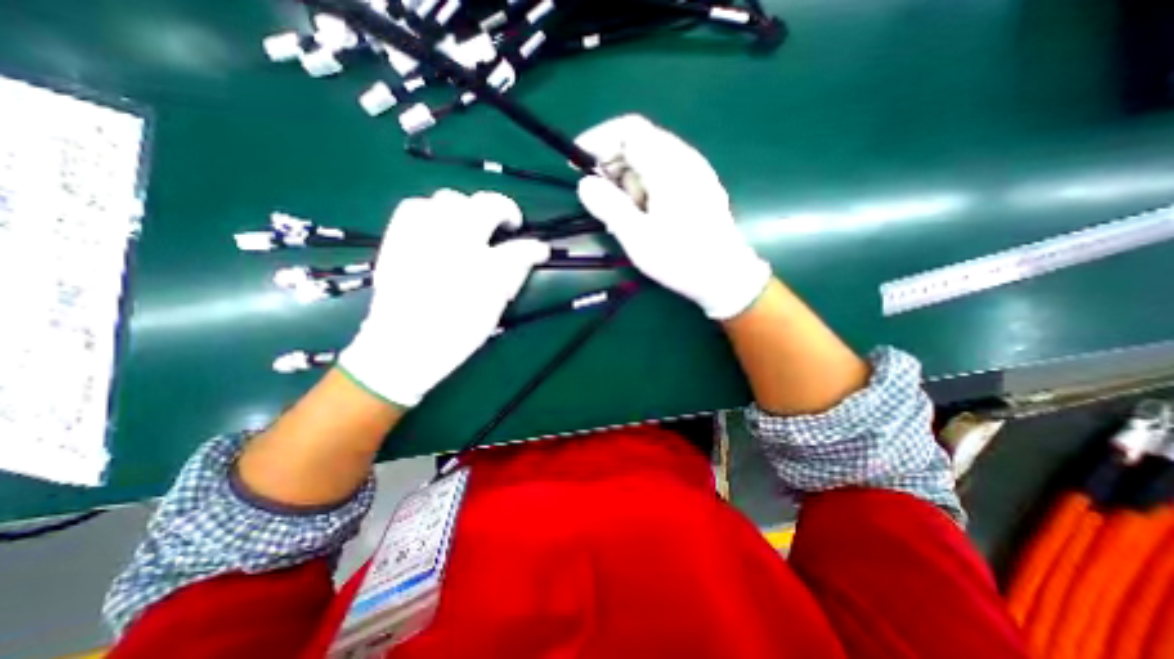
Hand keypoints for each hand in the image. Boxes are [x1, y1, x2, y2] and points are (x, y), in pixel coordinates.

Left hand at [334, 187, 546, 405]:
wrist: (403, 345)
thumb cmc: (455, 335)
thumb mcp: (494, 310)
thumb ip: (511, 279)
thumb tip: (525, 259)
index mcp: (484, 270)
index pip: (521, 249)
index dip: (535, 248)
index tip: (540, 250)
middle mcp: (457, 245)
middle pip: (487, 205)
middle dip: (506, 209)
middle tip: (510, 223)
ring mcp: (425, 237)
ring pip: (450, 199)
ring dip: (468, 209)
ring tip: (471, 225)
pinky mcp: (400, 238)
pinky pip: (416, 206)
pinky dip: (432, 211)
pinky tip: (438, 226)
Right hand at [578, 114, 770, 318]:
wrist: (725, 277)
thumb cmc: (680, 258)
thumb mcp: (637, 236)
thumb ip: (609, 207)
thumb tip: (585, 184)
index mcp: (669, 166)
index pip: (628, 129)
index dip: (598, 139)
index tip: (577, 163)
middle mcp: (684, 159)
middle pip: (639, 143)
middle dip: (612, 167)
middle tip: (600, 200)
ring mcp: (694, 172)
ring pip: (650, 161)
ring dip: (627, 182)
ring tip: (622, 217)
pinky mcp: (697, 187)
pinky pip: (663, 175)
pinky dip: (644, 189)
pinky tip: (642, 215)